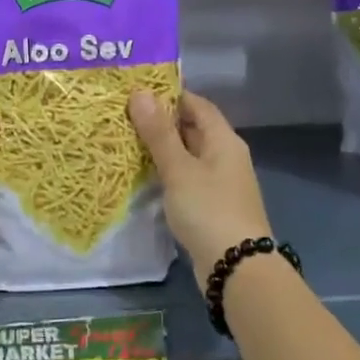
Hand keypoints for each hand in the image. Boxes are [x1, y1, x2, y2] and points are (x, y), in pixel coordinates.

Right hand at [130, 90, 271, 286]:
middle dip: (161, 122)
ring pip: (188, 155)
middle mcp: (225, 156)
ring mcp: (220, 183)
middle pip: (193, 129)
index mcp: (224, 140)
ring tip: (126, 142)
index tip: (137, 92)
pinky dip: (167, 172)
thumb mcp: (179, 169)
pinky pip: (187, 178)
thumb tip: (140, 93)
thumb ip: (159, 133)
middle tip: (123, 116)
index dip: (170, 95)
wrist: (236, 266)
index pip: (197, 105)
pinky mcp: (211, 205)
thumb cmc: (208, 210)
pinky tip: (144, 176)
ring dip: (162, 149)